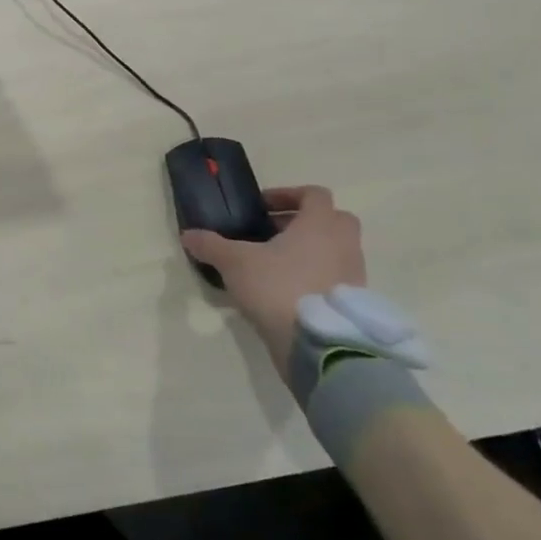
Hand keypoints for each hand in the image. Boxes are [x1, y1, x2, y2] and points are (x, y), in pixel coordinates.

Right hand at [181, 185, 365, 375]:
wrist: (317, 344)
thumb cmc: (277, 287)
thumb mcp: (234, 262)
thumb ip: (210, 245)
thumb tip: (187, 234)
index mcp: (319, 225)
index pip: (314, 194)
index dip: (288, 194)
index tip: (262, 207)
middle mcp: (344, 244)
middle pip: (334, 219)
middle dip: (305, 221)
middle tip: (274, 233)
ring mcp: (353, 275)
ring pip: (337, 250)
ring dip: (312, 250)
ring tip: (277, 264)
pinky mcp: (353, 303)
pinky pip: (336, 277)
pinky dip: (317, 276)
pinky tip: (287, 290)